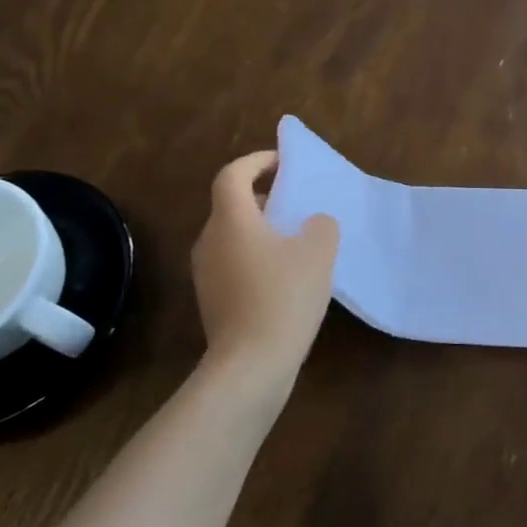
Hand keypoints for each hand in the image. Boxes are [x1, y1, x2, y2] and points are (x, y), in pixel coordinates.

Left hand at [191, 151, 338, 386]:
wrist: (251, 365)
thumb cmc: (284, 297)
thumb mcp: (319, 253)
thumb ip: (321, 225)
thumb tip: (313, 224)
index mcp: (232, 220)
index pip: (233, 175)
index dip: (257, 161)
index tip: (284, 162)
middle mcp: (210, 241)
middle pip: (232, 205)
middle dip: (263, 197)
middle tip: (296, 202)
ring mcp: (206, 273)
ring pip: (233, 236)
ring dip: (261, 229)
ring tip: (296, 240)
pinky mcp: (211, 300)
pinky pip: (233, 263)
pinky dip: (256, 257)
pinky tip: (285, 277)